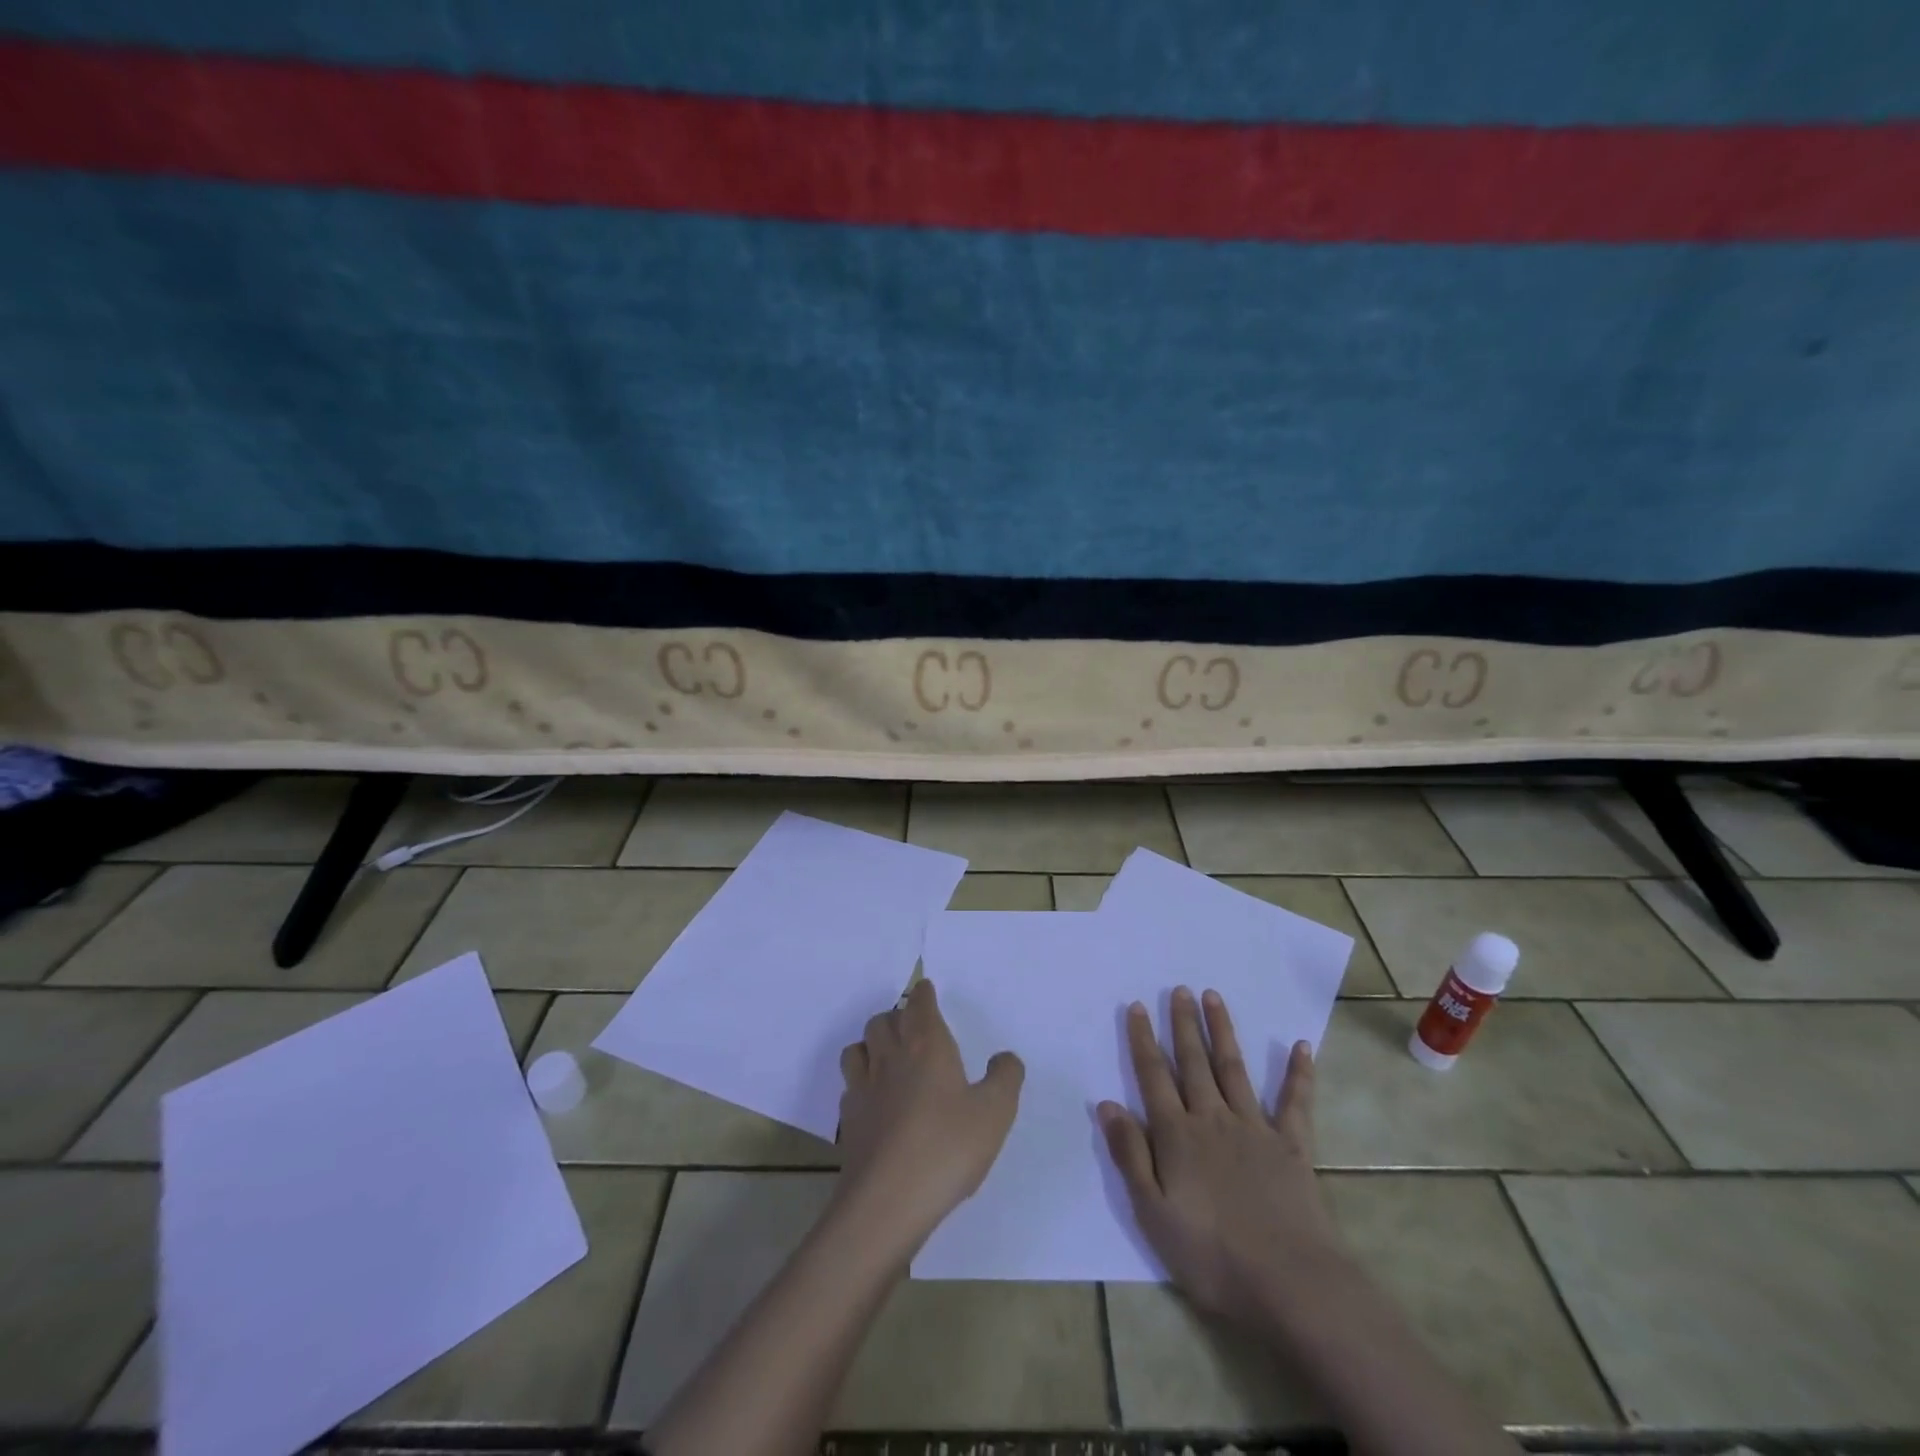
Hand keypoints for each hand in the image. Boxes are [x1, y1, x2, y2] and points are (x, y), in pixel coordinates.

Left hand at [834, 979, 1023, 1258]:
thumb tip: (1004, 1057)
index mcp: (926, 1044)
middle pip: (883, 1020)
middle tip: (913, 1027)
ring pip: (858, 1047)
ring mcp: (864, 1087)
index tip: (927, 991)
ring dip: (872, 1044)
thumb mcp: (995, 1113)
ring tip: (888, 1056)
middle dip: (897, 1016)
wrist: (887, 1202)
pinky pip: (850, 1085)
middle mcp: (891, 1056)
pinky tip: (874, 1099)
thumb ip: (1005, 1078)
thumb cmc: (947, 1148)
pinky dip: (861, 1081)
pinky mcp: (849, 1120)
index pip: (919, 1004)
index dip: (923, 995)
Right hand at [1098, 986, 1343, 1329]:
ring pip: (1233, 1069)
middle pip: (1193, 1063)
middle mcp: (1212, 1119)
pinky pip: (1295, 1102)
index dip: (1143, 1040)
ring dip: (1222, 1032)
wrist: (1289, 1284)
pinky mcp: (1292, 1146)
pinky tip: (1301, 1046)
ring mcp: (1255, 1128)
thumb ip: (1130, 1155)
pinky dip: (1299, 1074)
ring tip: (1213, 997)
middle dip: (1183, 1024)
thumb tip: (1107, 1103)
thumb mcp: (1153, 1213)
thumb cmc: (1211, 1255)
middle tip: (1178, 989)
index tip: (1138, 1006)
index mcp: (1177, 1135)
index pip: (1153, 1077)